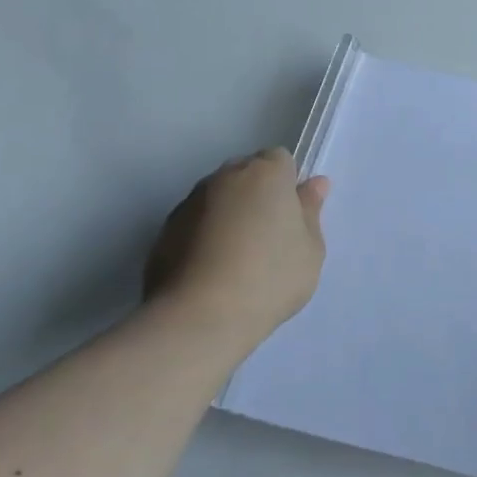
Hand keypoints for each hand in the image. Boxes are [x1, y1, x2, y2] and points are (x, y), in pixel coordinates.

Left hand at [143, 149, 329, 345]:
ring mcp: (188, 204)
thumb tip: (314, 184)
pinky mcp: (162, 233)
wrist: (200, 317)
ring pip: (217, 199)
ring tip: (238, 260)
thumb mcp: (311, 248)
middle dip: (257, 195)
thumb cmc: (270, 276)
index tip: (292, 216)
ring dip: (229, 215)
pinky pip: (194, 224)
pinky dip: (204, 237)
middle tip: (270, 237)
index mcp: (265, 174)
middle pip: (246, 174)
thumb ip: (311, 211)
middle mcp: (224, 178)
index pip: (280, 159)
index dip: (288, 184)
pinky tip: (212, 272)